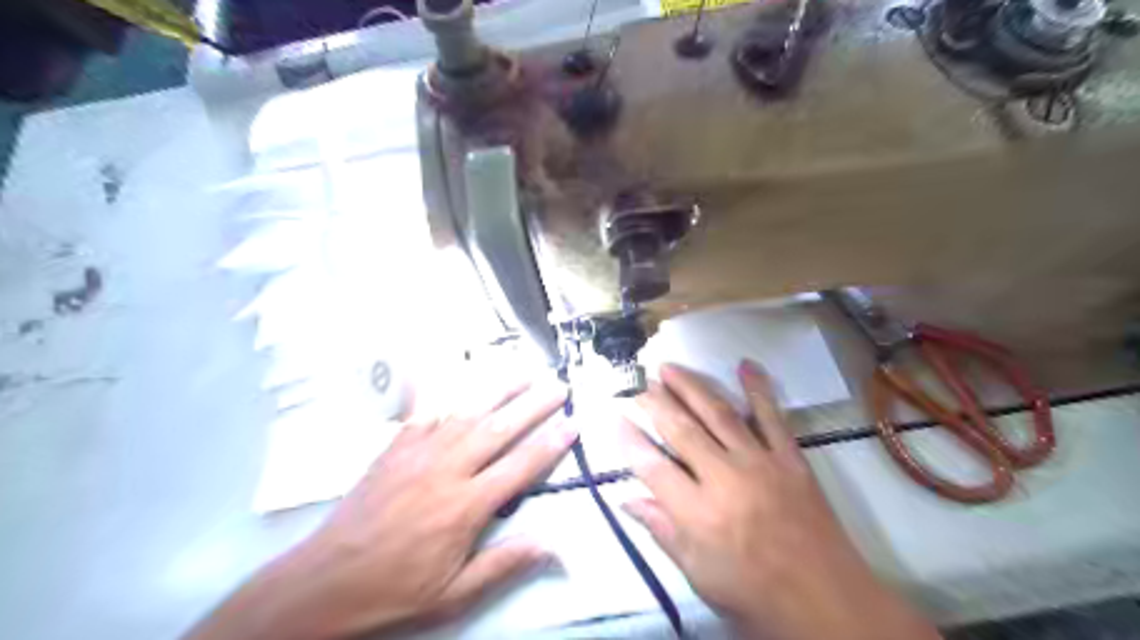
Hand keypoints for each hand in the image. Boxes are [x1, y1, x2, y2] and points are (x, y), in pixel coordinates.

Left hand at [190, 377, 579, 637]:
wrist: (325, 582)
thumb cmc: (394, 590)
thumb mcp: (454, 595)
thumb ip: (503, 564)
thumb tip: (551, 544)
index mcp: (465, 506)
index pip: (520, 466)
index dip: (550, 444)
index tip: (572, 423)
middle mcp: (447, 470)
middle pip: (499, 428)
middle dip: (533, 404)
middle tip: (558, 386)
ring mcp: (419, 453)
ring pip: (467, 412)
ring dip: (498, 389)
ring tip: (523, 371)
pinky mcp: (395, 448)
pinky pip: (427, 413)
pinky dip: (449, 395)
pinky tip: (462, 382)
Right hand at [621, 364, 940, 639]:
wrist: (828, 603)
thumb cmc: (755, 596)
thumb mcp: (700, 575)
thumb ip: (662, 531)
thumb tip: (627, 499)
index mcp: (699, 514)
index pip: (652, 466)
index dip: (629, 440)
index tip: (615, 417)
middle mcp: (725, 479)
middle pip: (681, 430)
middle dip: (654, 402)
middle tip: (637, 383)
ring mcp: (760, 463)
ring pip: (718, 414)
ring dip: (691, 386)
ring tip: (669, 367)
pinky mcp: (790, 459)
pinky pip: (772, 417)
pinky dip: (758, 389)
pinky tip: (745, 365)